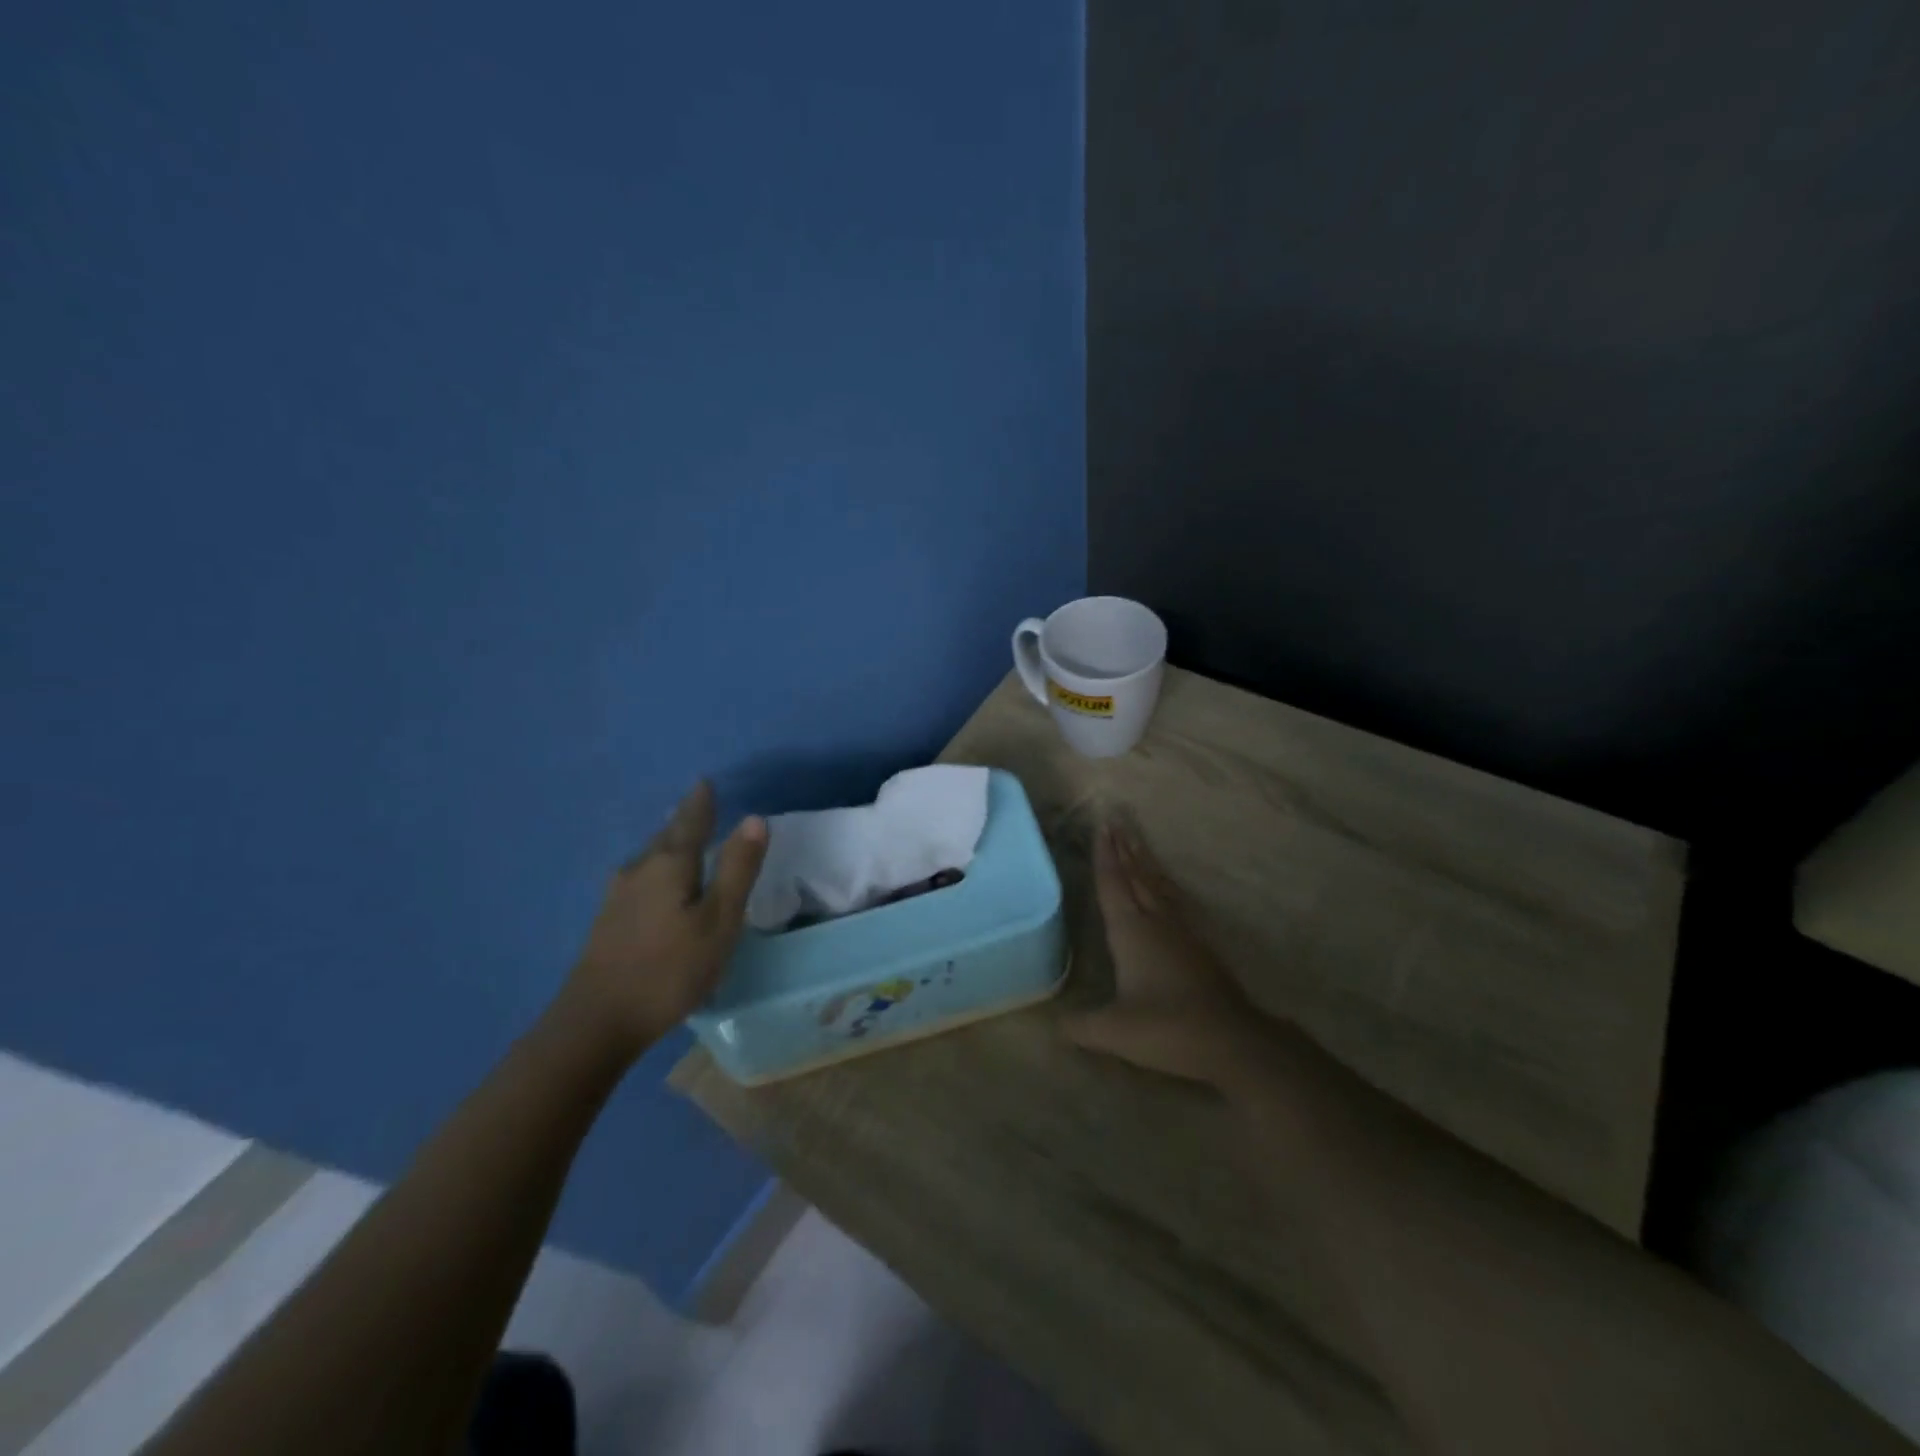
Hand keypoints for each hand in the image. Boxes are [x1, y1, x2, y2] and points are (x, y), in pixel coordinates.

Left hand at [559, 781, 767, 1060]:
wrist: (596, 1022)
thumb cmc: (669, 969)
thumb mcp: (719, 921)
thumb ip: (737, 869)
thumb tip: (754, 819)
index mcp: (669, 865)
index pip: (690, 822)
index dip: (701, 802)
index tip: (705, 782)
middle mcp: (639, 871)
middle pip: (665, 836)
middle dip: (683, 821)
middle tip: (698, 806)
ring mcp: (617, 897)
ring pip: (649, 858)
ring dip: (668, 844)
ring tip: (682, 839)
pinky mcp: (607, 922)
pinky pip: (639, 878)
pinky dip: (656, 869)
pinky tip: (655, 883)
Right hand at [1065, 815, 1259, 1083]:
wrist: (1231, 1040)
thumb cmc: (1168, 1028)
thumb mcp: (1114, 1032)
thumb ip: (1079, 1025)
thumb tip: (1051, 1024)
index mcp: (1131, 931)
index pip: (1113, 884)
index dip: (1105, 857)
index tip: (1101, 827)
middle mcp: (1155, 921)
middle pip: (1135, 875)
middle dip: (1122, 848)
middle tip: (1114, 819)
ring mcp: (1180, 930)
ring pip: (1156, 884)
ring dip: (1143, 860)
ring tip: (1134, 839)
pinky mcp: (1197, 944)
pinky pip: (1174, 899)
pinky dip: (1163, 883)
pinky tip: (1165, 885)